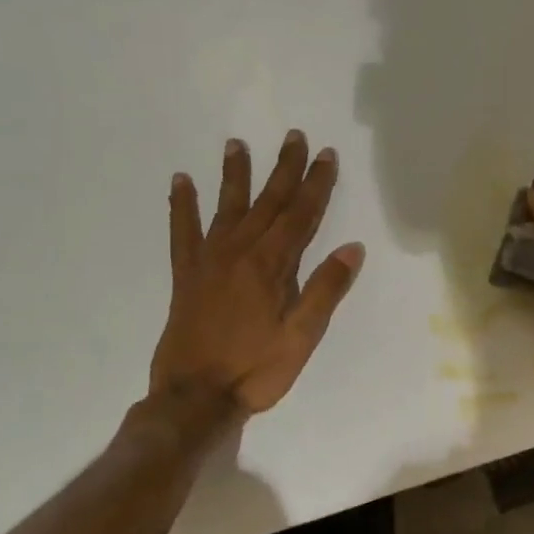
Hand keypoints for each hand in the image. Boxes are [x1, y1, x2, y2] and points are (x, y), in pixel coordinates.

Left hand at [150, 130, 364, 413]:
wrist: (195, 397)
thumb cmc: (257, 370)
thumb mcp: (303, 336)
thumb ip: (325, 290)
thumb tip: (352, 248)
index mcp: (272, 266)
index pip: (301, 215)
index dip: (316, 184)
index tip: (326, 155)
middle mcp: (240, 252)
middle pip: (267, 202)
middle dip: (284, 169)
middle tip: (294, 137)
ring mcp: (208, 261)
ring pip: (226, 207)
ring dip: (235, 175)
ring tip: (237, 144)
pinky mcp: (186, 275)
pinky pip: (182, 232)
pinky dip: (182, 205)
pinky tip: (181, 182)